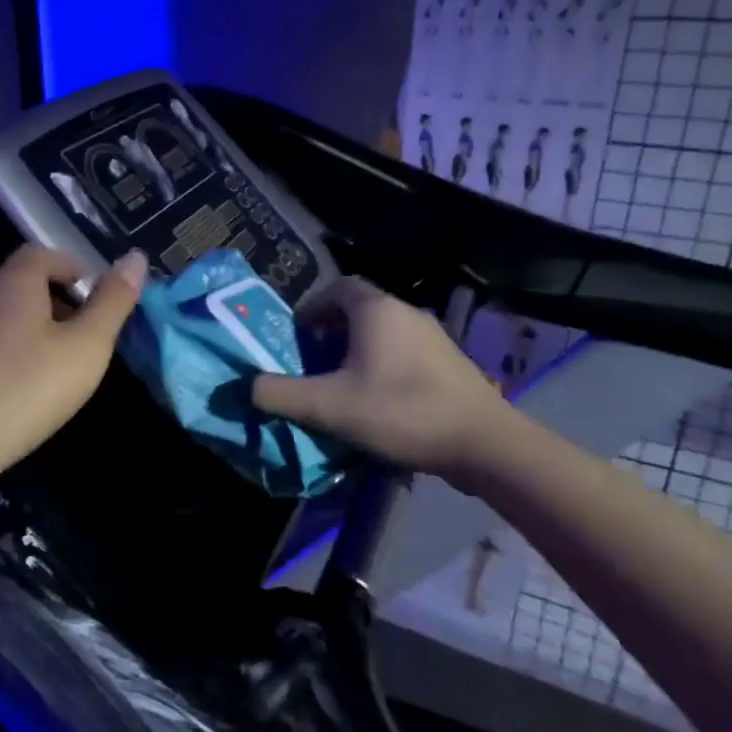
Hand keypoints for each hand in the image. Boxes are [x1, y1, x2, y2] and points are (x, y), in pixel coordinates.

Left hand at [0, 245, 147, 493]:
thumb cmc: (25, 391)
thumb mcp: (85, 348)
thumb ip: (112, 302)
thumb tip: (136, 257)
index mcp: (12, 282)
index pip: (43, 254)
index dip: (73, 268)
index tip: (94, 296)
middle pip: (20, 281)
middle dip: (54, 298)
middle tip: (82, 333)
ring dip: (28, 325)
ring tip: (53, 362)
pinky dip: (4, 348)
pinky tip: (15, 384)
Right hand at [251, 276, 521, 478]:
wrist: (484, 444)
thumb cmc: (401, 411)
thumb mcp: (329, 406)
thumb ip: (281, 394)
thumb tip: (248, 386)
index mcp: (377, 310)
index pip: (338, 286)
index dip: (313, 306)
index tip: (298, 335)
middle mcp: (407, 313)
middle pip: (359, 310)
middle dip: (331, 332)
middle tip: (313, 363)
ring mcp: (434, 338)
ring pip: (383, 334)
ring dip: (357, 352)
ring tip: (342, 387)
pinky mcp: (450, 364)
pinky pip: (405, 354)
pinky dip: (384, 367)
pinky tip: (379, 404)